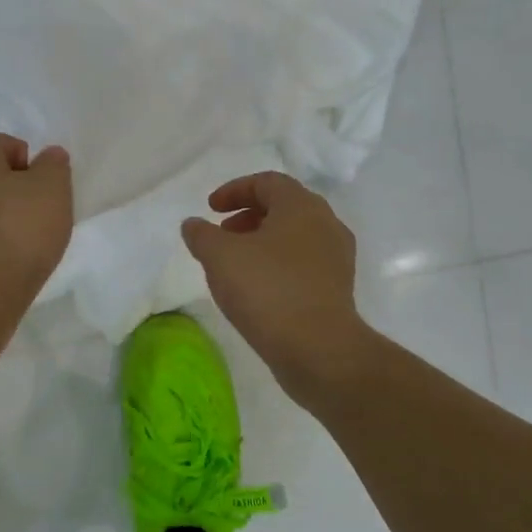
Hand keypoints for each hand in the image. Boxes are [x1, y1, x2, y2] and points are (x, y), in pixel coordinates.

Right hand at [181, 172, 375, 401]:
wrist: (319, 350)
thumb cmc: (268, 291)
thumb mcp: (220, 257)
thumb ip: (202, 235)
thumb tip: (193, 224)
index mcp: (301, 206)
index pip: (267, 182)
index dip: (235, 190)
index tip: (211, 209)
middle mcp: (326, 224)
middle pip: (284, 206)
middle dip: (248, 215)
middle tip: (222, 233)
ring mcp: (336, 257)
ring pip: (295, 236)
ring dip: (262, 240)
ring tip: (236, 262)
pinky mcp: (337, 288)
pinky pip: (303, 262)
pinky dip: (277, 263)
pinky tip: (257, 287)